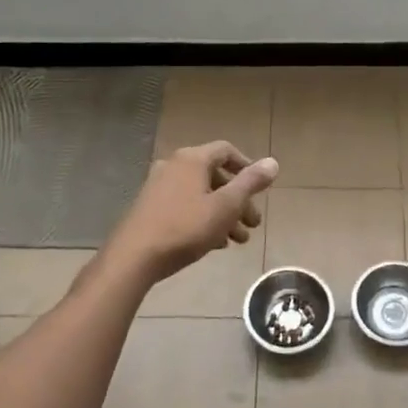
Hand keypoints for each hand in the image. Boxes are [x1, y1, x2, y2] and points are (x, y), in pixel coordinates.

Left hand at [107, 142, 278, 283]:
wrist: (134, 257)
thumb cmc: (186, 227)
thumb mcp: (226, 206)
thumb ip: (250, 183)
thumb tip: (272, 162)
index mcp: (192, 159)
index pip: (226, 150)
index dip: (247, 166)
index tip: (260, 189)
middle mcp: (174, 166)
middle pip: (215, 176)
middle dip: (238, 200)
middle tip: (253, 224)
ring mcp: (158, 187)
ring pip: (201, 194)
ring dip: (223, 213)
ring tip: (239, 240)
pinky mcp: (149, 208)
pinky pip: (185, 206)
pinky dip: (203, 218)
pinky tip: (215, 243)